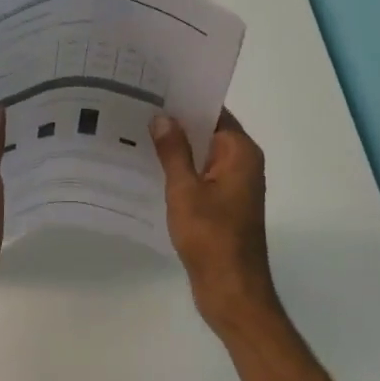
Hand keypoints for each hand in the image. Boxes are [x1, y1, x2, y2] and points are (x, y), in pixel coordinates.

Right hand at [151, 108, 283, 336]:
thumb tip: (163, 117)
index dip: (186, 99)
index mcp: (240, 153)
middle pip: (208, 131)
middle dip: (177, 122)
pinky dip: (180, 170)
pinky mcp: (224, 205)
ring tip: (136, 132)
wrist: (231, 291)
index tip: (155, 88)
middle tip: (137, 107)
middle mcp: (242, 163)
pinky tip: (150, 168)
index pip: (214, 112)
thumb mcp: (185, 190)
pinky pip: (201, 176)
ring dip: (176, 148)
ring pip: (202, 155)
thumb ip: (174, 152)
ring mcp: (234, 186)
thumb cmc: (211, 237)